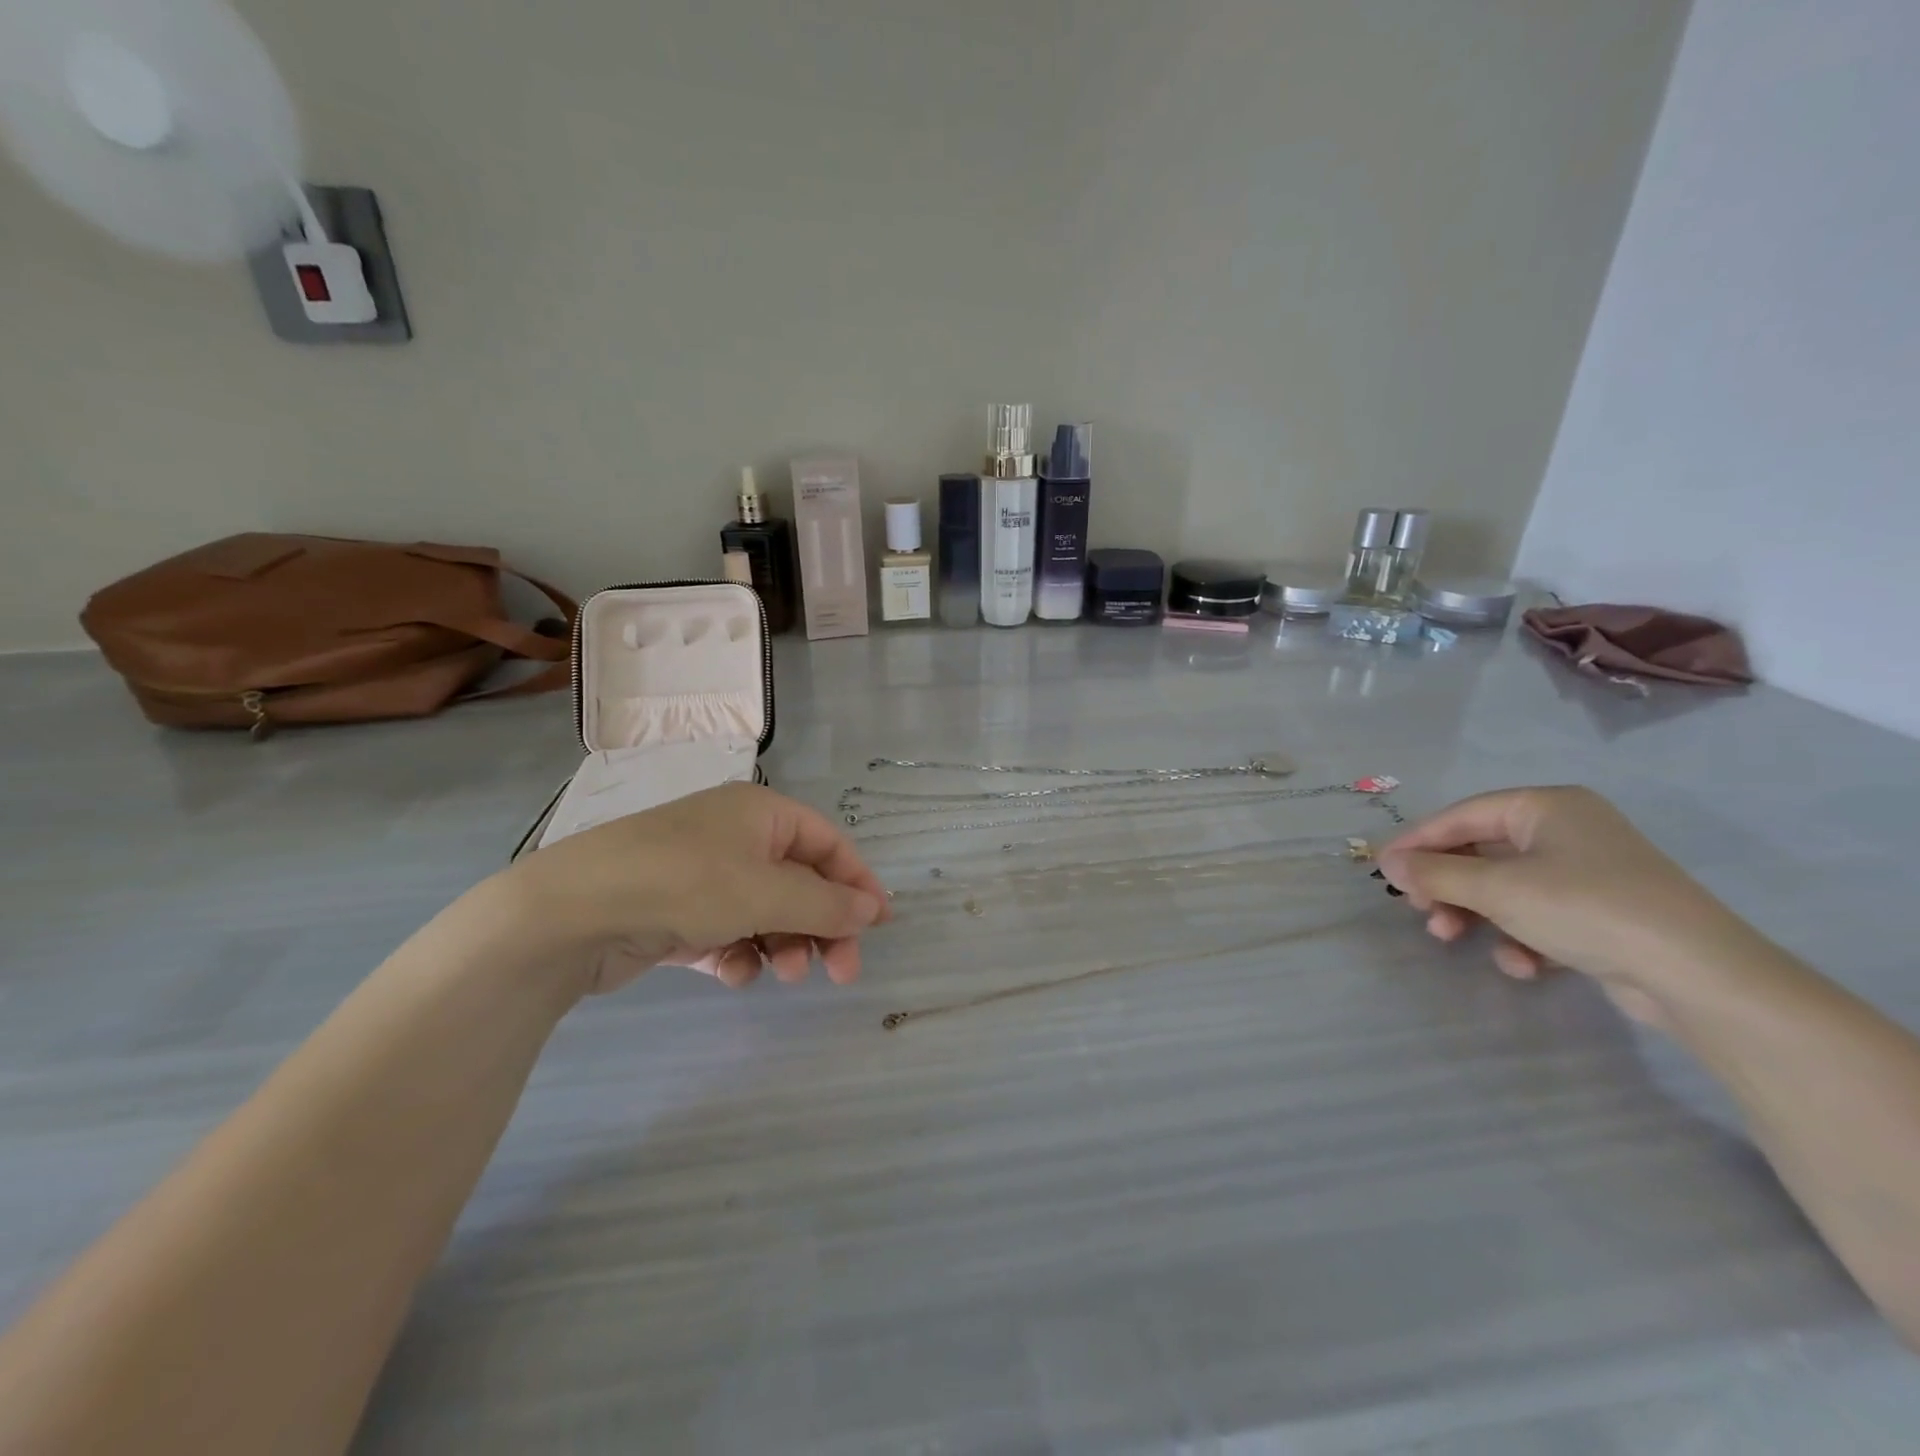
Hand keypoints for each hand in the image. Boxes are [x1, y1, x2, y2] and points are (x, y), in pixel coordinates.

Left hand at [503, 783, 890, 994]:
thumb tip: (872, 911)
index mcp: (761, 813)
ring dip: (784, 943)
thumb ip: (826, 904)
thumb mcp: (767, 892)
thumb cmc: (684, 883)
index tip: (880, 926)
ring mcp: (703, 875)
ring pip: (766, 912)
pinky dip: (739, 953)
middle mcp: (735, 838)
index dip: (858, 882)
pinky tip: (734, 974)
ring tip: (784, 974)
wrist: (570, 912)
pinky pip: (727, 932)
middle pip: (800, 882)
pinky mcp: (676, 913)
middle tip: (842, 972)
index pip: (828, 843)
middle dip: (822, 926)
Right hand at [1377, 786, 1750, 1023]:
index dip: (1418, 841)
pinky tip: (1522, 965)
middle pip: (1481, 852)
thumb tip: (1388, 863)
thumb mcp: (1498, 889)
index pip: (1462, 815)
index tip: (1382, 870)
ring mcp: (1588, 872)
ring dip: (1474, 913)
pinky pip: (1539, 914)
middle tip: (1419, 911)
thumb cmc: (1587, 909)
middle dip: (1447, 885)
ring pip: (1505, 887)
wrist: (1700, 978)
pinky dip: (1520, 937)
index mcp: (1546, 807)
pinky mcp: (1602, 913)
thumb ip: (1436, 874)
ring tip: (1453, 938)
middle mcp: (1567, 831)